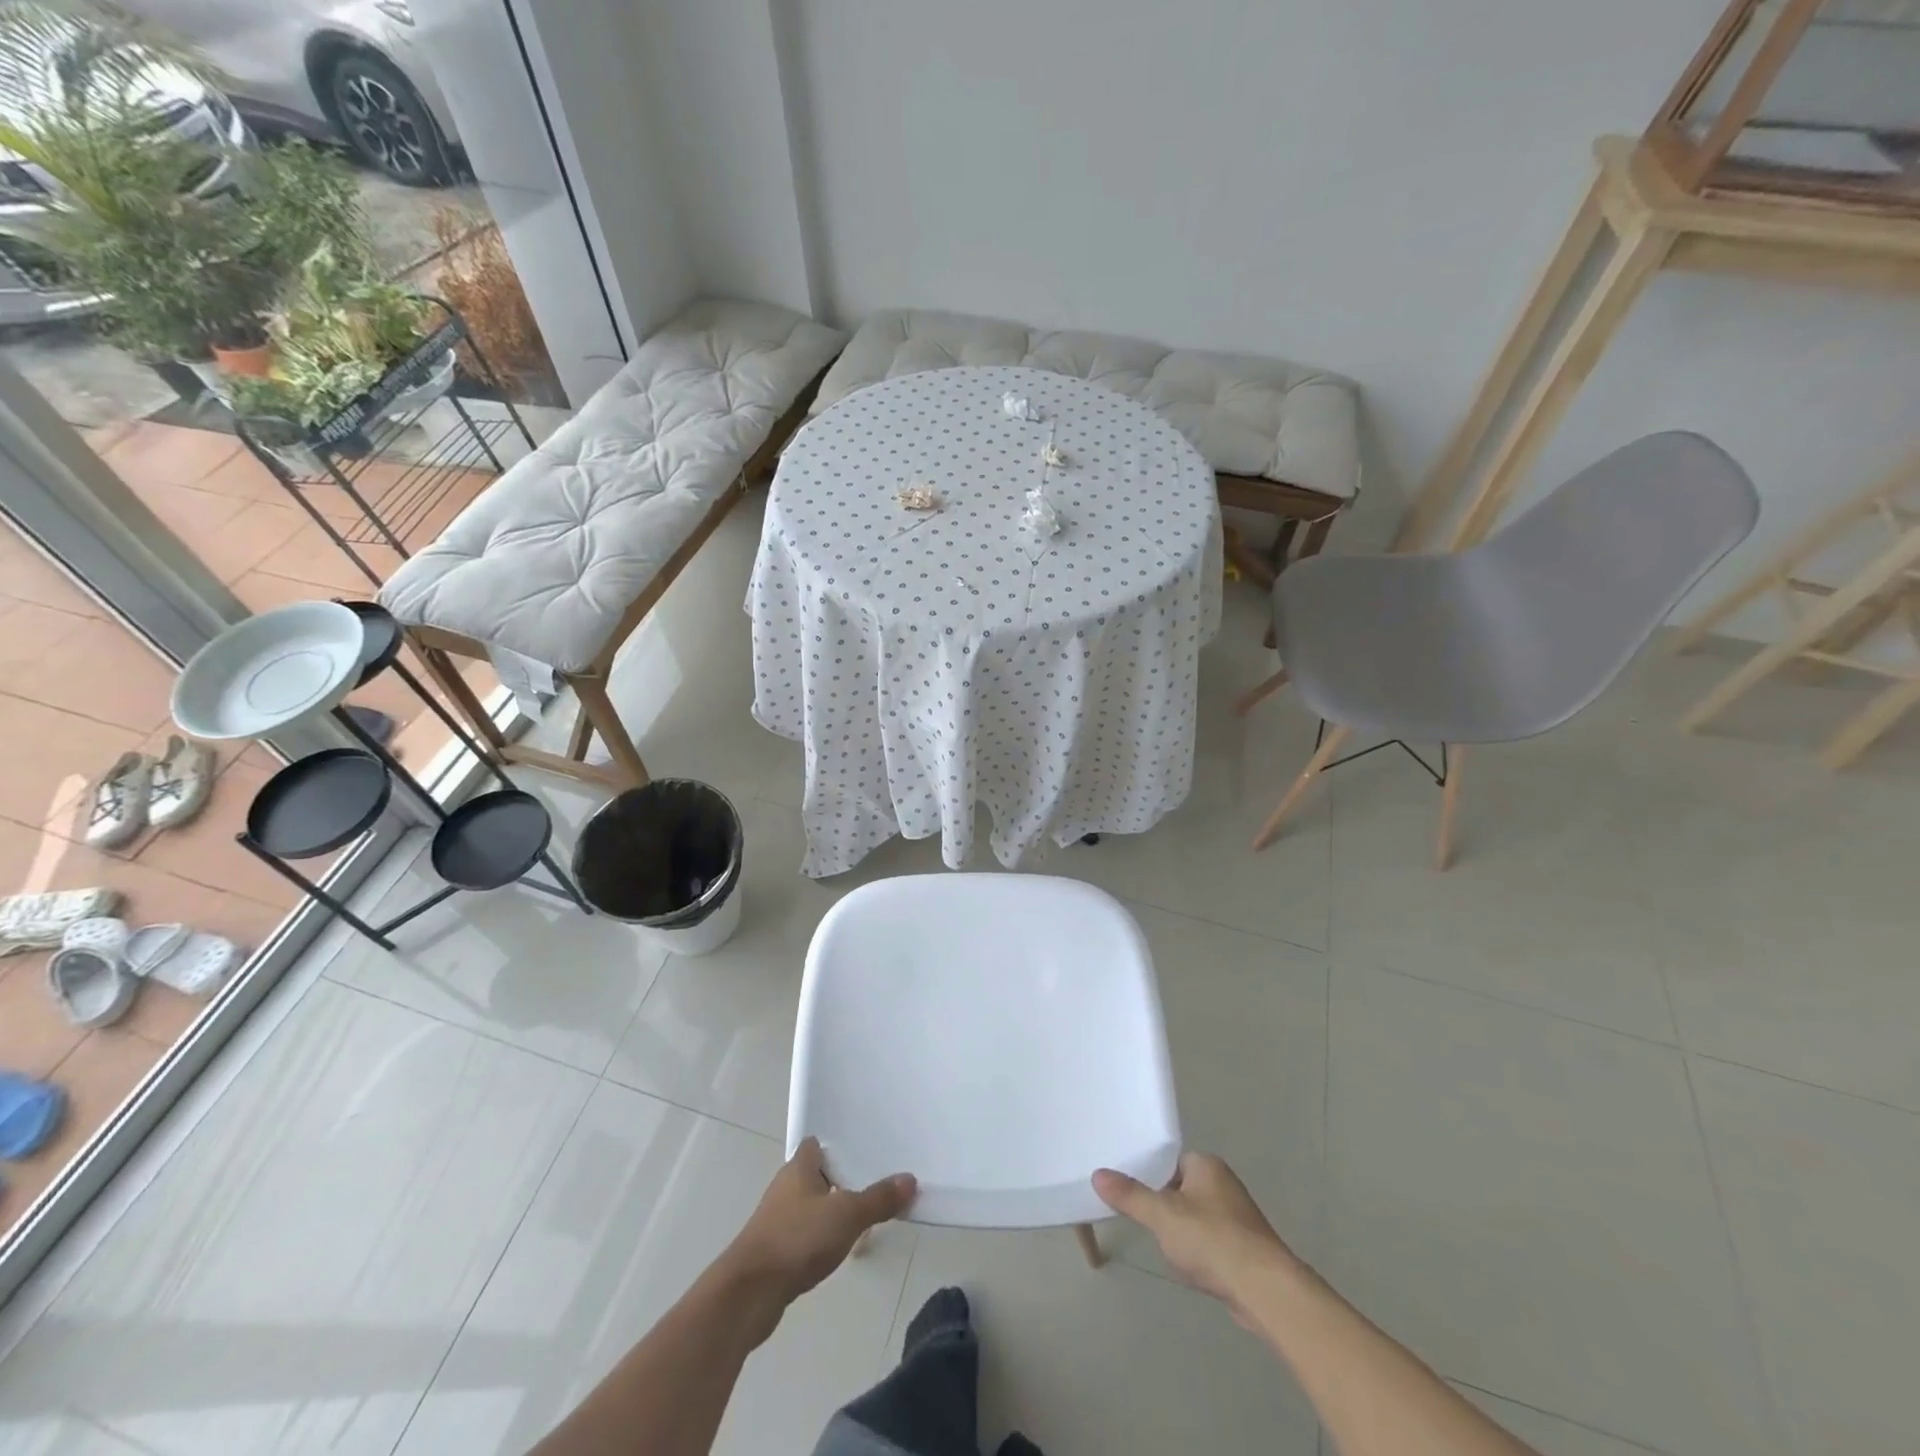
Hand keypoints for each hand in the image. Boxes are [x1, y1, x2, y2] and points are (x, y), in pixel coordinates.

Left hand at [724, 1138, 915, 1306]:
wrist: (748, 1294)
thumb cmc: (797, 1239)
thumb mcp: (847, 1216)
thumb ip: (878, 1199)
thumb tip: (909, 1179)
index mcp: (799, 1167)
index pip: (817, 1144)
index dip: (838, 1145)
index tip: (863, 1151)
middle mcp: (785, 1187)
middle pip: (815, 1174)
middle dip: (840, 1180)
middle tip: (872, 1184)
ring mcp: (775, 1219)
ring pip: (809, 1205)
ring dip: (830, 1211)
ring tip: (861, 1219)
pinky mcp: (772, 1250)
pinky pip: (802, 1233)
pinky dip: (819, 1237)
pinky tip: (836, 1250)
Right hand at [1094, 1153, 1300, 1319]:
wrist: (1265, 1290)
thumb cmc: (1212, 1240)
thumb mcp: (1162, 1215)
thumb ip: (1130, 1196)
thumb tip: (1098, 1174)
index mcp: (1206, 1165)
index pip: (1170, 1160)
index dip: (1150, 1175)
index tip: (1130, 1192)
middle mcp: (1224, 1184)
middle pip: (1181, 1189)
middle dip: (1165, 1207)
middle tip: (1144, 1221)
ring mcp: (1238, 1217)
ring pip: (1196, 1217)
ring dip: (1182, 1232)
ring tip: (1164, 1247)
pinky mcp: (1246, 1248)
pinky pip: (1211, 1242)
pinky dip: (1199, 1252)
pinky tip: (1190, 1268)